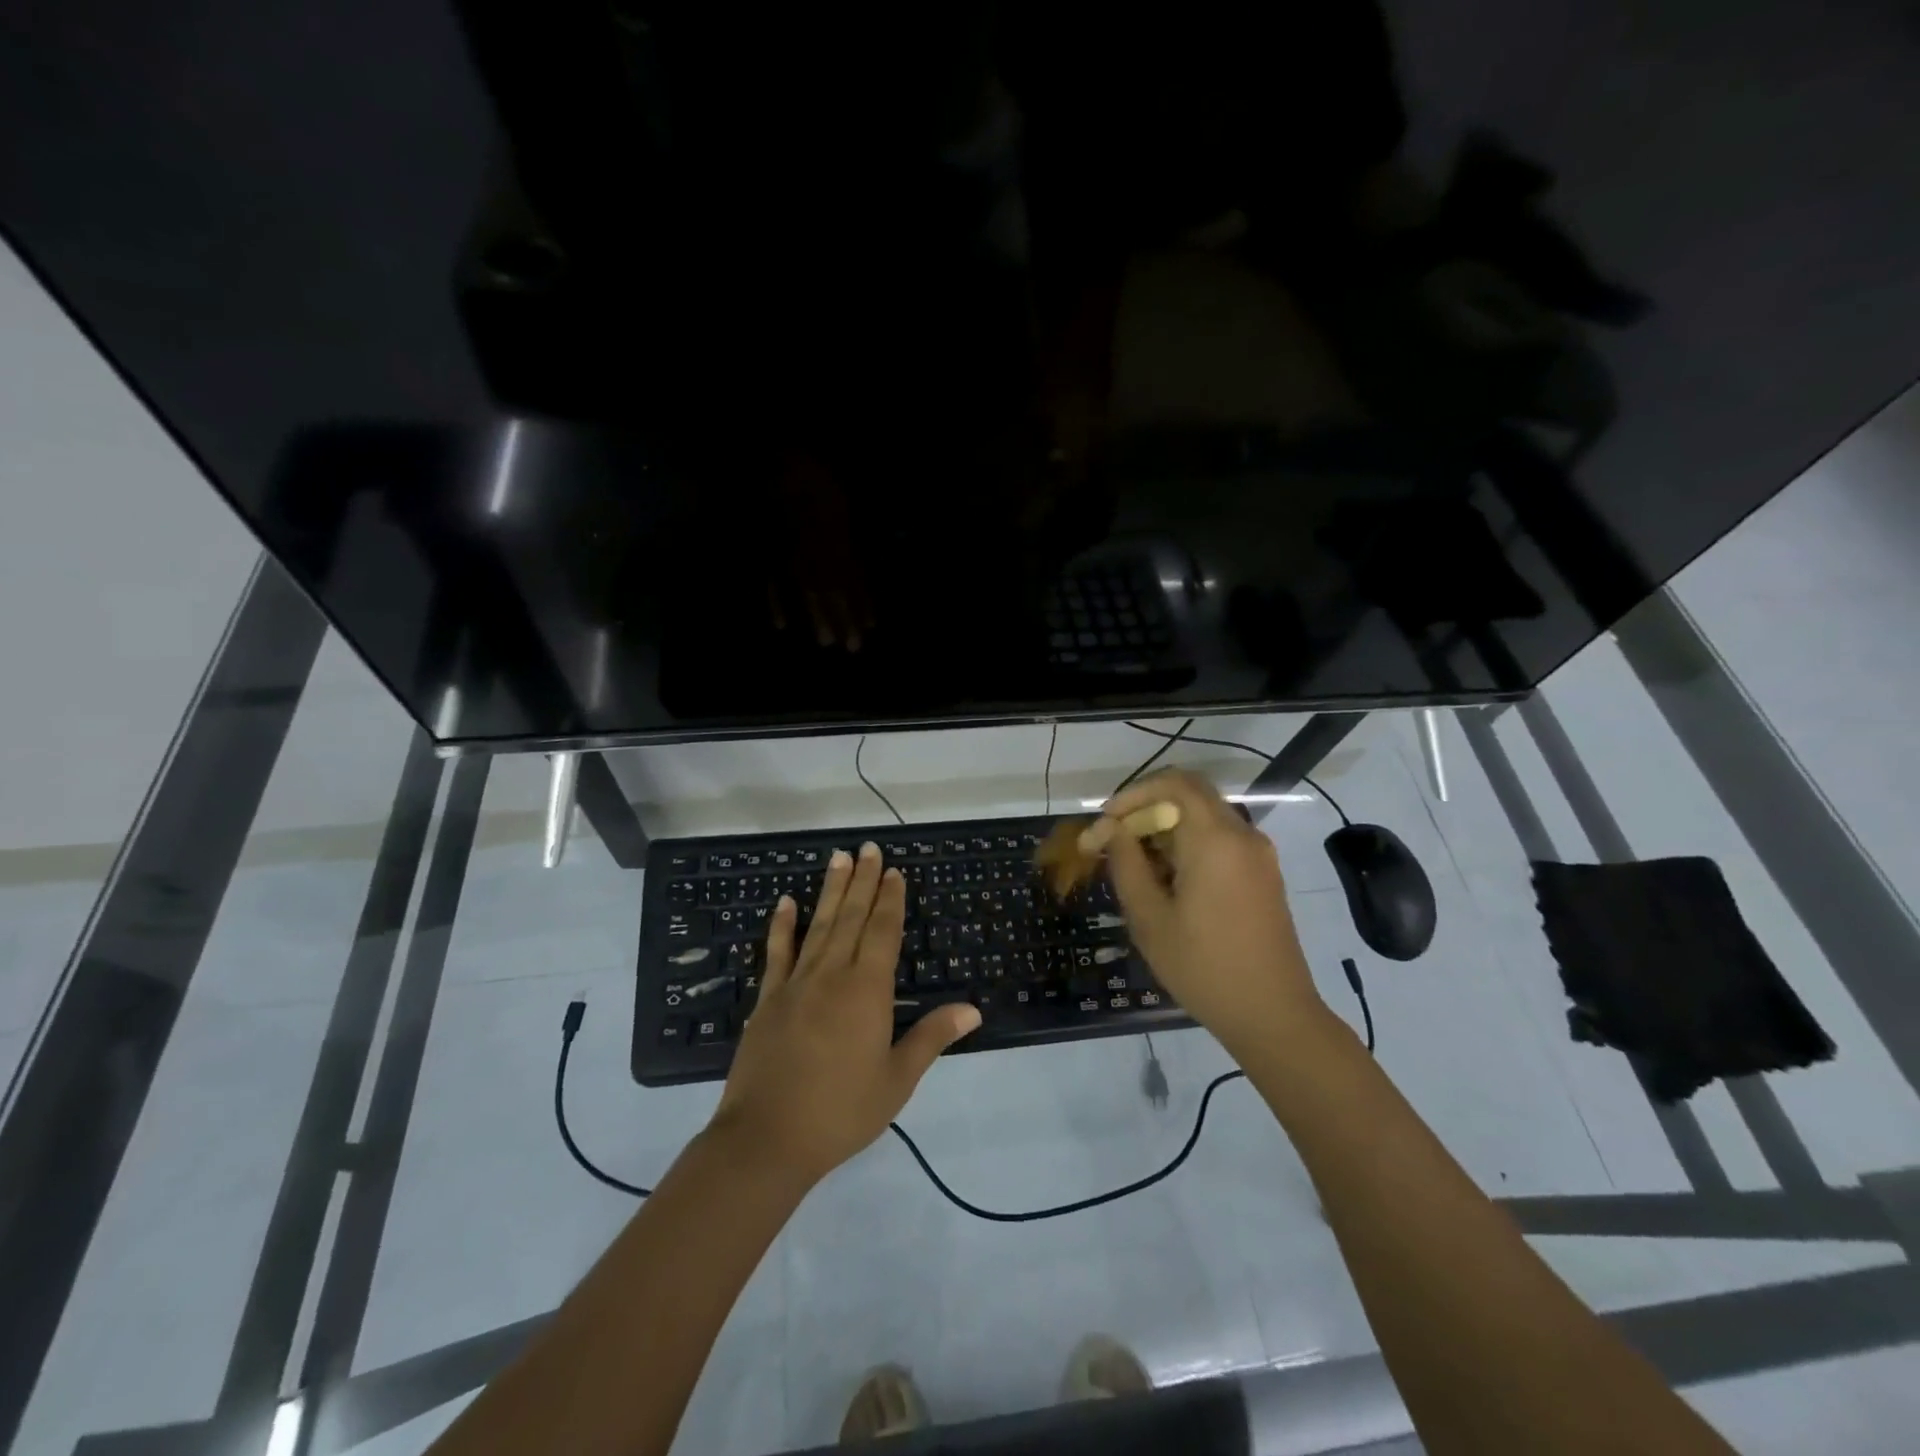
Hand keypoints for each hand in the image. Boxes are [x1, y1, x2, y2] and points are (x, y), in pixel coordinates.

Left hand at [709, 842, 980, 1186]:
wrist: (766, 1140)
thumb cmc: (840, 1112)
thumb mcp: (896, 1081)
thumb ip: (930, 1038)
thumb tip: (972, 1009)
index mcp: (866, 991)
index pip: (882, 932)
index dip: (890, 900)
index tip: (894, 871)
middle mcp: (831, 975)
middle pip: (851, 918)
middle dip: (862, 881)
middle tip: (868, 847)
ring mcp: (795, 984)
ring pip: (818, 925)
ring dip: (830, 890)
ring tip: (838, 858)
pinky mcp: (767, 1000)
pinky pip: (777, 952)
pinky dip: (782, 925)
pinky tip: (785, 902)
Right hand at [1087, 770, 1325, 1053]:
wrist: (1274, 1015)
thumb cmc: (1204, 967)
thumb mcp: (1150, 918)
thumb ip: (1126, 863)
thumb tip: (1109, 829)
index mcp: (1215, 839)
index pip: (1174, 783)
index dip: (1134, 794)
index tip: (1106, 823)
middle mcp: (1242, 835)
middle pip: (1190, 796)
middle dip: (1147, 810)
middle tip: (1115, 842)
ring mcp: (1258, 855)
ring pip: (1205, 818)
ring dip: (1167, 829)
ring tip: (1136, 867)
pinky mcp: (1263, 874)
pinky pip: (1221, 840)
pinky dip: (1189, 845)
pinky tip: (1168, 882)